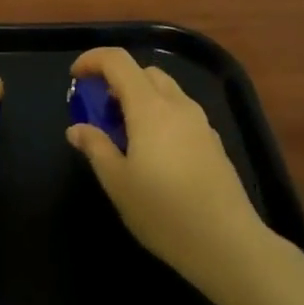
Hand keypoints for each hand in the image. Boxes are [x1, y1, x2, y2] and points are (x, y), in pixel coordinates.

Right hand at [66, 49, 267, 293]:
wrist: (228, 244)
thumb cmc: (164, 212)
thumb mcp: (118, 183)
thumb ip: (96, 148)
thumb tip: (77, 128)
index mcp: (149, 108)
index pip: (118, 61)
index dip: (93, 60)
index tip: (75, 78)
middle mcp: (177, 105)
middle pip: (144, 72)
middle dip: (117, 80)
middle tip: (100, 109)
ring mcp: (200, 123)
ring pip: (166, 90)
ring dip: (140, 97)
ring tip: (124, 132)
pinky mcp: (213, 142)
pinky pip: (181, 112)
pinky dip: (160, 115)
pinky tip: (154, 152)